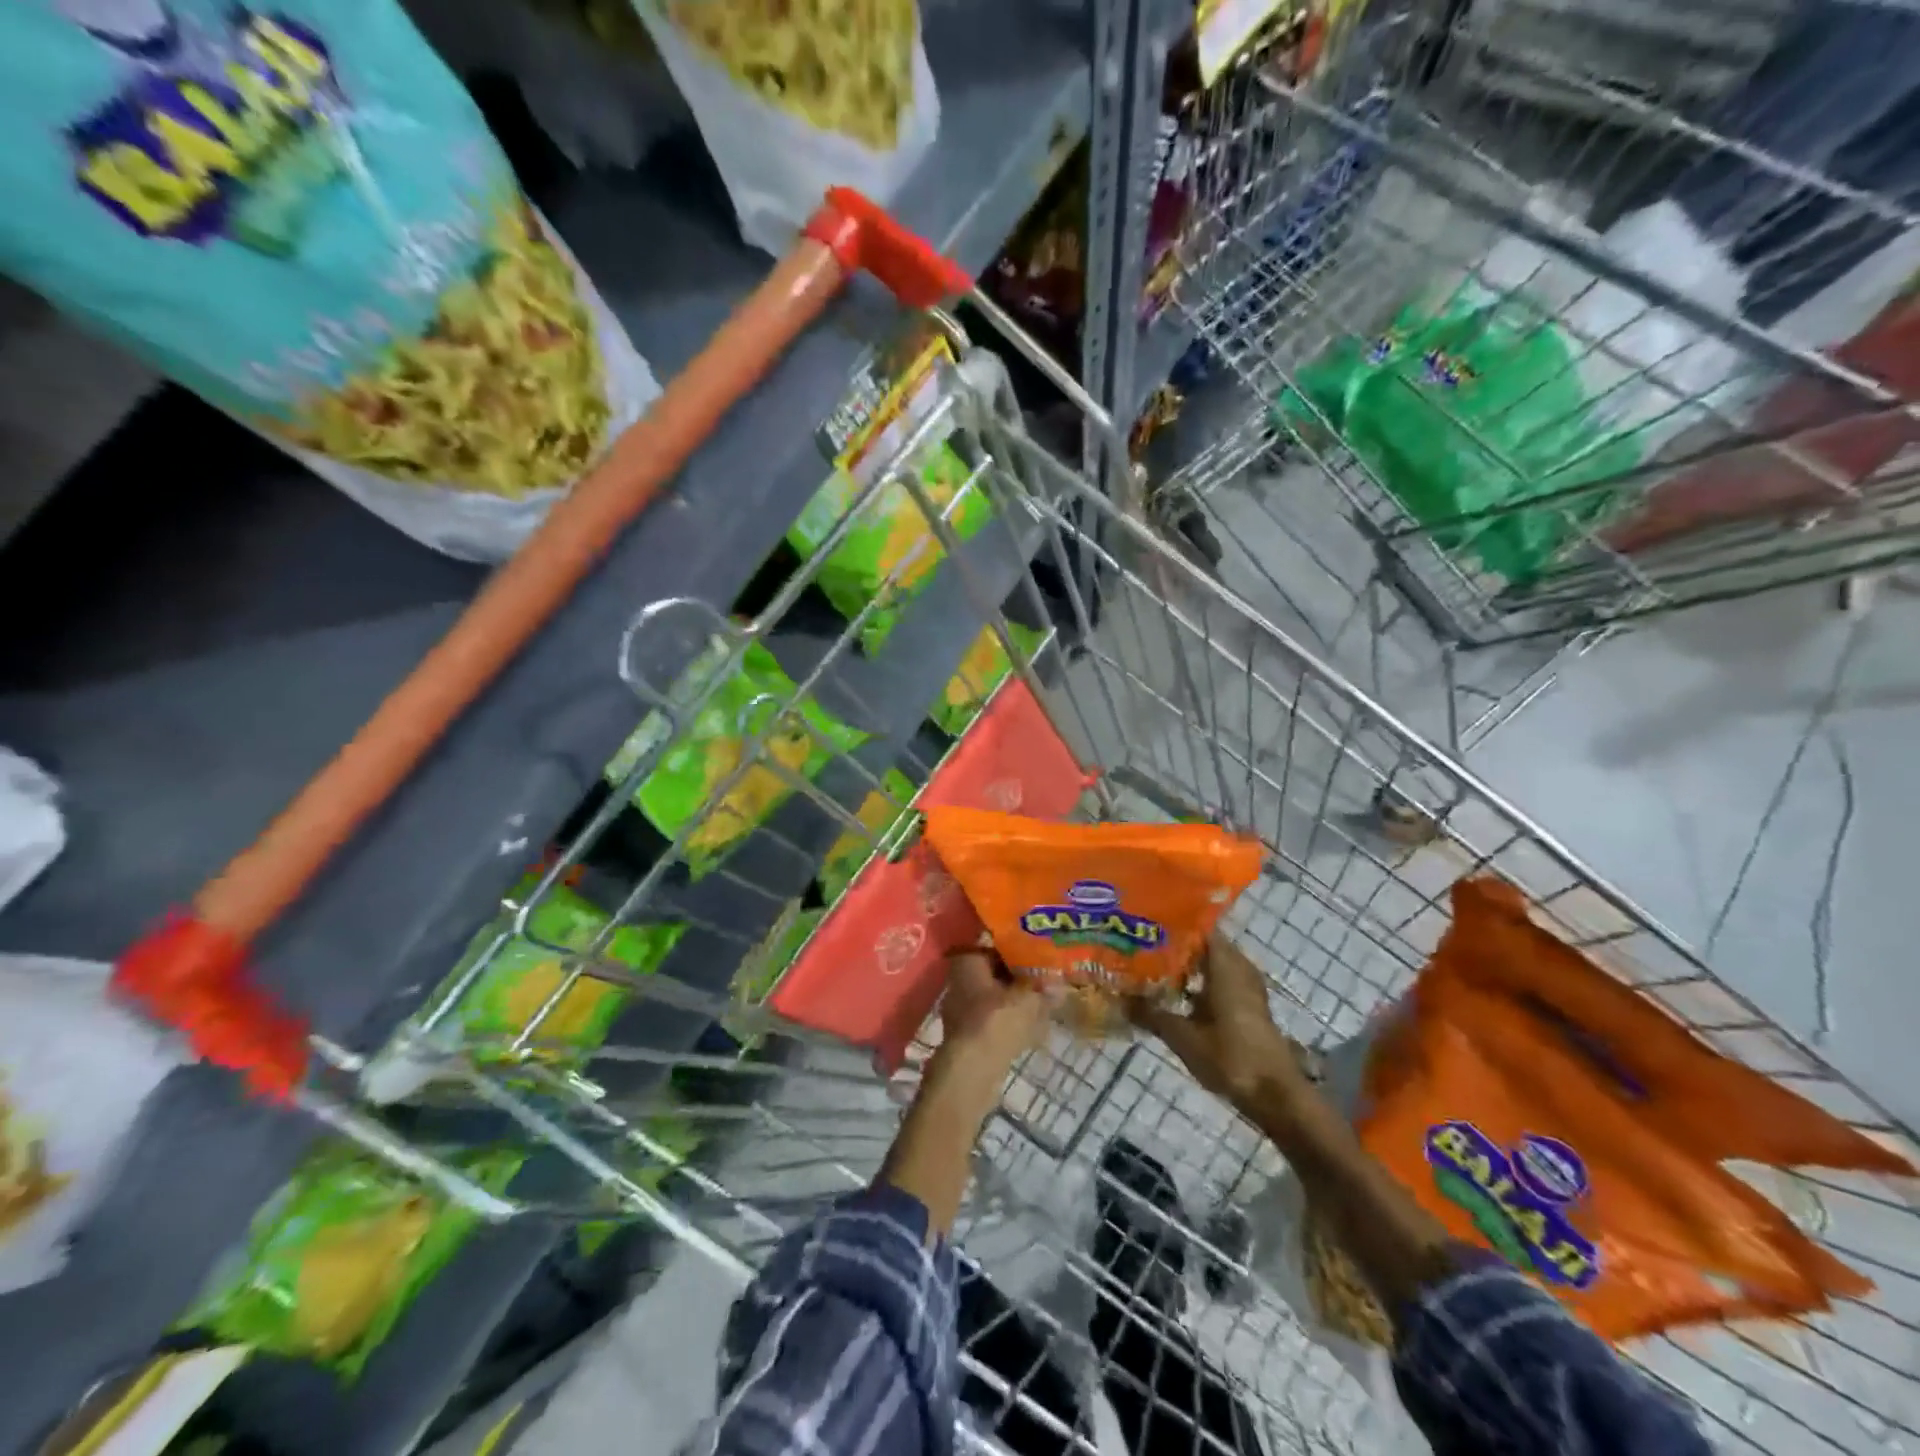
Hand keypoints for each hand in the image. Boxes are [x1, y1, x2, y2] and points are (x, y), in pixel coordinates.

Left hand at [935, 947, 1046, 1075]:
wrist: (972, 1070)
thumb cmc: (996, 1020)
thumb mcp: (1028, 998)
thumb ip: (1044, 988)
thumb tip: (1060, 985)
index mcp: (967, 961)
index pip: (991, 943)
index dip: (1016, 944)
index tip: (1038, 947)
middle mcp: (959, 980)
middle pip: (993, 970)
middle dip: (1018, 973)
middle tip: (1045, 973)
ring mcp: (961, 1009)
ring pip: (994, 996)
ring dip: (1016, 998)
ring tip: (1044, 998)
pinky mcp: (968, 1034)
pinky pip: (994, 1018)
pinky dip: (1011, 1019)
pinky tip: (1034, 1026)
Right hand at [1132, 935, 1309, 1113]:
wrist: (1276, 1097)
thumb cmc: (1231, 1057)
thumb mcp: (1183, 1036)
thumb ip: (1151, 1014)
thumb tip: (1118, 999)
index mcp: (1226, 965)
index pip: (1200, 927)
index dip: (1173, 923)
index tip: (1145, 923)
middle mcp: (1240, 969)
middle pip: (1205, 946)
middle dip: (1174, 946)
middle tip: (1141, 947)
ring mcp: (1247, 989)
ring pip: (1213, 966)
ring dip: (1187, 967)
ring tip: (1152, 969)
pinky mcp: (1249, 1009)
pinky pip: (1220, 983)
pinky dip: (1199, 985)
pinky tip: (1175, 998)